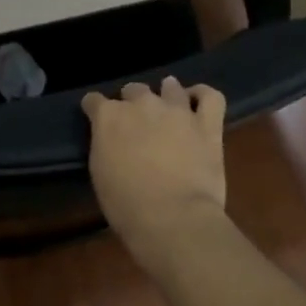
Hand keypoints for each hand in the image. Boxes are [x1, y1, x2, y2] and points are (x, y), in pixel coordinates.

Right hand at [82, 77, 227, 262]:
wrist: (172, 218)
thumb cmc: (126, 205)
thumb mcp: (100, 173)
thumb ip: (105, 146)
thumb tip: (112, 140)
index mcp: (109, 117)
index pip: (94, 101)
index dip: (94, 109)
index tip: (96, 119)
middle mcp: (141, 104)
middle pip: (133, 89)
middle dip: (131, 101)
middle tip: (136, 122)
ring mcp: (176, 111)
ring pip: (171, 87)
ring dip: (167, 93)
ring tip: (168, 105)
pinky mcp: (207, 124)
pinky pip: (210, 97)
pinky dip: (203, 95)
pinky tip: (198, 102)